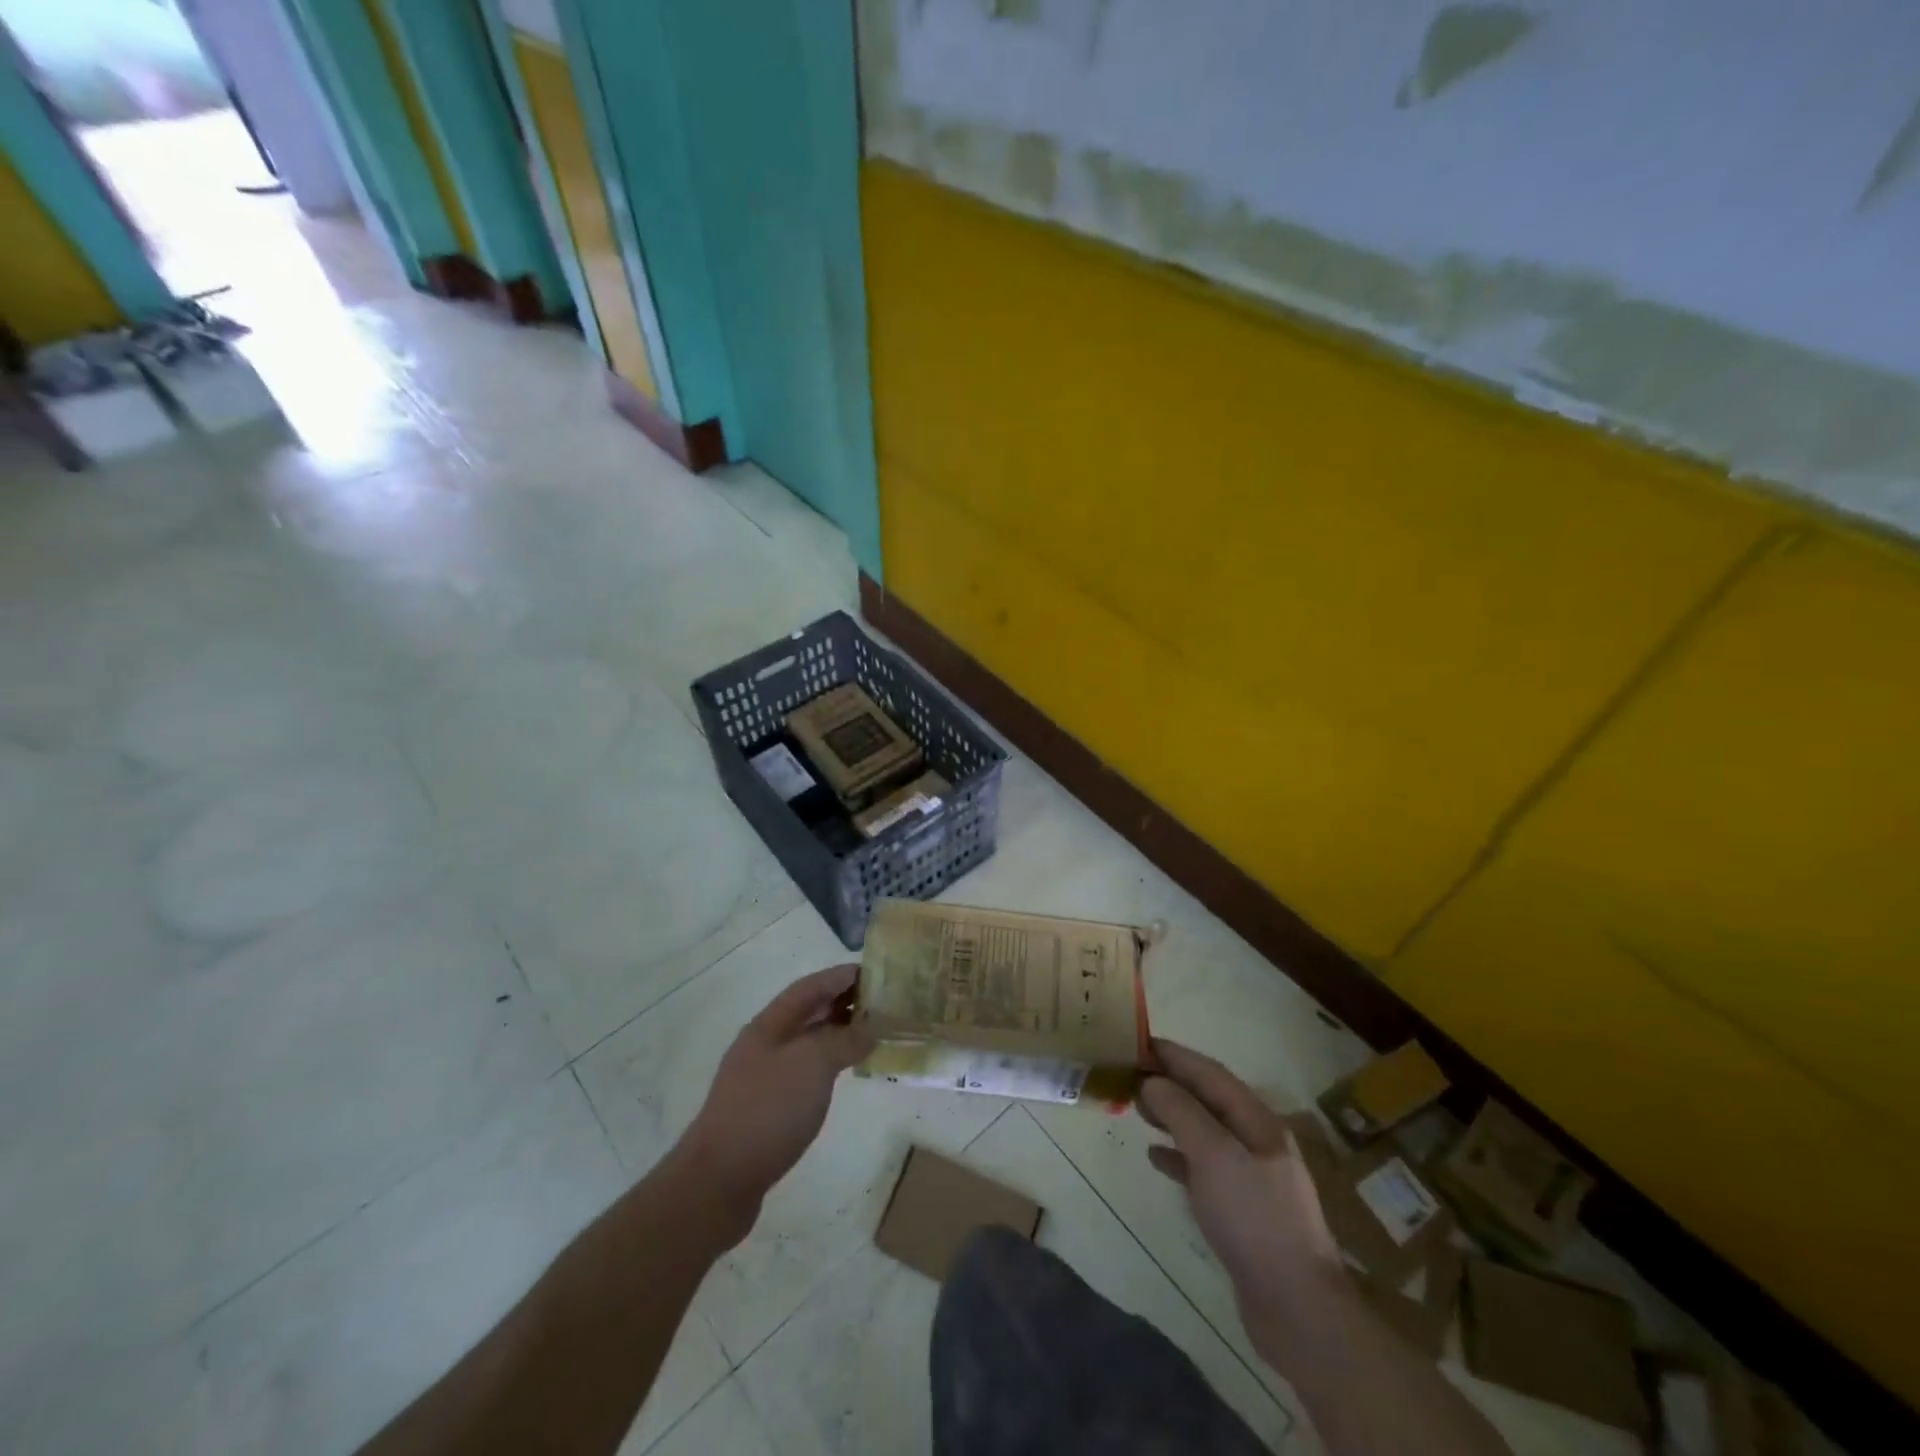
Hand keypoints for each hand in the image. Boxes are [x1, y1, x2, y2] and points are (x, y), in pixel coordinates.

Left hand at [676, 965, 875, 1246]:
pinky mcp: (767, 1109)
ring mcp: (763, 1077)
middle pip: (808, 1012)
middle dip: (843, 1003)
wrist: (719, 1181)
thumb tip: (871, 1028)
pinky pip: (806, 1071)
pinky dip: (829, 1064)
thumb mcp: (812, 1064)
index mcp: (769, 1025)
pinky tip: (846, 1074)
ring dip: (838, 1034)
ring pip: (807, 1043)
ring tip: (872, 1034)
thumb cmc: (767, 1110)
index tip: (875, 972)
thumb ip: (844, 1039)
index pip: (809, 987)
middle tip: (882, 1003)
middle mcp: (764, 1044)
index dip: (840, 976)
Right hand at [1138, 1040, 1342, 1338]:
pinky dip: (1179, 1157)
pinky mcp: (1242, 1210)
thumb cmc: (1254, 1218)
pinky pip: (1204, 1169)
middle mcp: (1257, 1142)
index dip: (1175, 1055)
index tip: (1139, 1042)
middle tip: (1130, 1075)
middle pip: (1208, 1100)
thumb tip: (1152, 1082)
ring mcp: (1252, 1178)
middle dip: (1171, 1084)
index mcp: (1257, 1121)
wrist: (1297, 1308)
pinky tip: (1156, 1158)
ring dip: (1172, 1117)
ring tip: (1138, 1110)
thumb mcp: (1213, 1155)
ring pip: (1204, 1132)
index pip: (1210, 1073)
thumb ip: (1181, 1112)